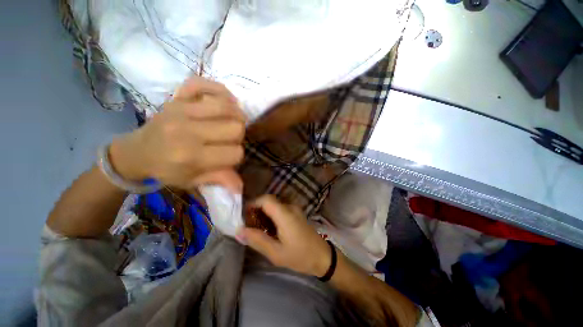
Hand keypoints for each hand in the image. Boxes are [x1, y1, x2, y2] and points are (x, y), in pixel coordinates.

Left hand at [109, 77, 246, 192]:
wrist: (136, 152)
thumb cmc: (166, 169)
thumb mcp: (192, 181)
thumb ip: (219, 179)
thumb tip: (241, 187)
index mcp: (191, 156)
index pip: (235, 153)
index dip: (237, 156)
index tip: (228, 157)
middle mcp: (187, 131)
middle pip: (235, 128)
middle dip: (238, 136)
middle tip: (229, 139)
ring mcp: (181, 109)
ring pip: (226, 106)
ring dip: (236, 115)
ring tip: (231, 120)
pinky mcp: (176, 97)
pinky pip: (204, 84)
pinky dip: (219, 90)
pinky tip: (224, 101)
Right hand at [240, 195, 331, 276]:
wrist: (322, 257)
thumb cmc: (300, 256)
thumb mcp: (276, 253)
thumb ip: (257, 240)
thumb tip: (239, 231)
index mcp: (285, 215)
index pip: (266, 199)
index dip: (252, 203)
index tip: (242, 215)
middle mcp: (290, 207)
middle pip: (269, 201)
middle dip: (256, 209)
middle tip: (247, 224)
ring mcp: (294, 209)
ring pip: (274, 205)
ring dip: (263, 212)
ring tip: (256, 228)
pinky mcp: (296, 213)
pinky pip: (280, 209)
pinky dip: (271, 215)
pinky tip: (268, 228)